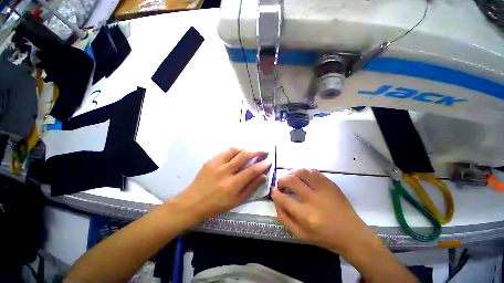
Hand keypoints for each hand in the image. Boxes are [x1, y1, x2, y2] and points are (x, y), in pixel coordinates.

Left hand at [173, 148, 271, 221]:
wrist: (193, 202)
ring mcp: (216, 164)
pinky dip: (235, 150)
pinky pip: (226, 151)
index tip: (269, 160)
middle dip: (257, 151)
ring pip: (235, 150)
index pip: (252, 170)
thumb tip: (263, 176)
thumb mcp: (236, 201)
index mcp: (232, 185)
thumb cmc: (216, 205)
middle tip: (264, 150)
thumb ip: (250, 187)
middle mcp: (225, 171)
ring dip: (246, 148)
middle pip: (244, 155)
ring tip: (252, 150)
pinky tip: (239, 153)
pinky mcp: (211, 160)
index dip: (263, 164)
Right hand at [271, 169, 377, 255]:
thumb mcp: (301, 235)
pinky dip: (303, 172)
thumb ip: (285, 218)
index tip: (273, 191)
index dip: (274, 193)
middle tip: (280, 184)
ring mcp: (324, 189)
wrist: (352, 234)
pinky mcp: (330, 184)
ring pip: (302, 171)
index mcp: (306, 216)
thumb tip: (276, 201)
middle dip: (281, 180)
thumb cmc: (325, 237)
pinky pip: (313, 171)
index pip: (283, 198)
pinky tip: (302, 178)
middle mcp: (314, 199)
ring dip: (291, 173)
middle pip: (291, 180)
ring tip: (290, 178)